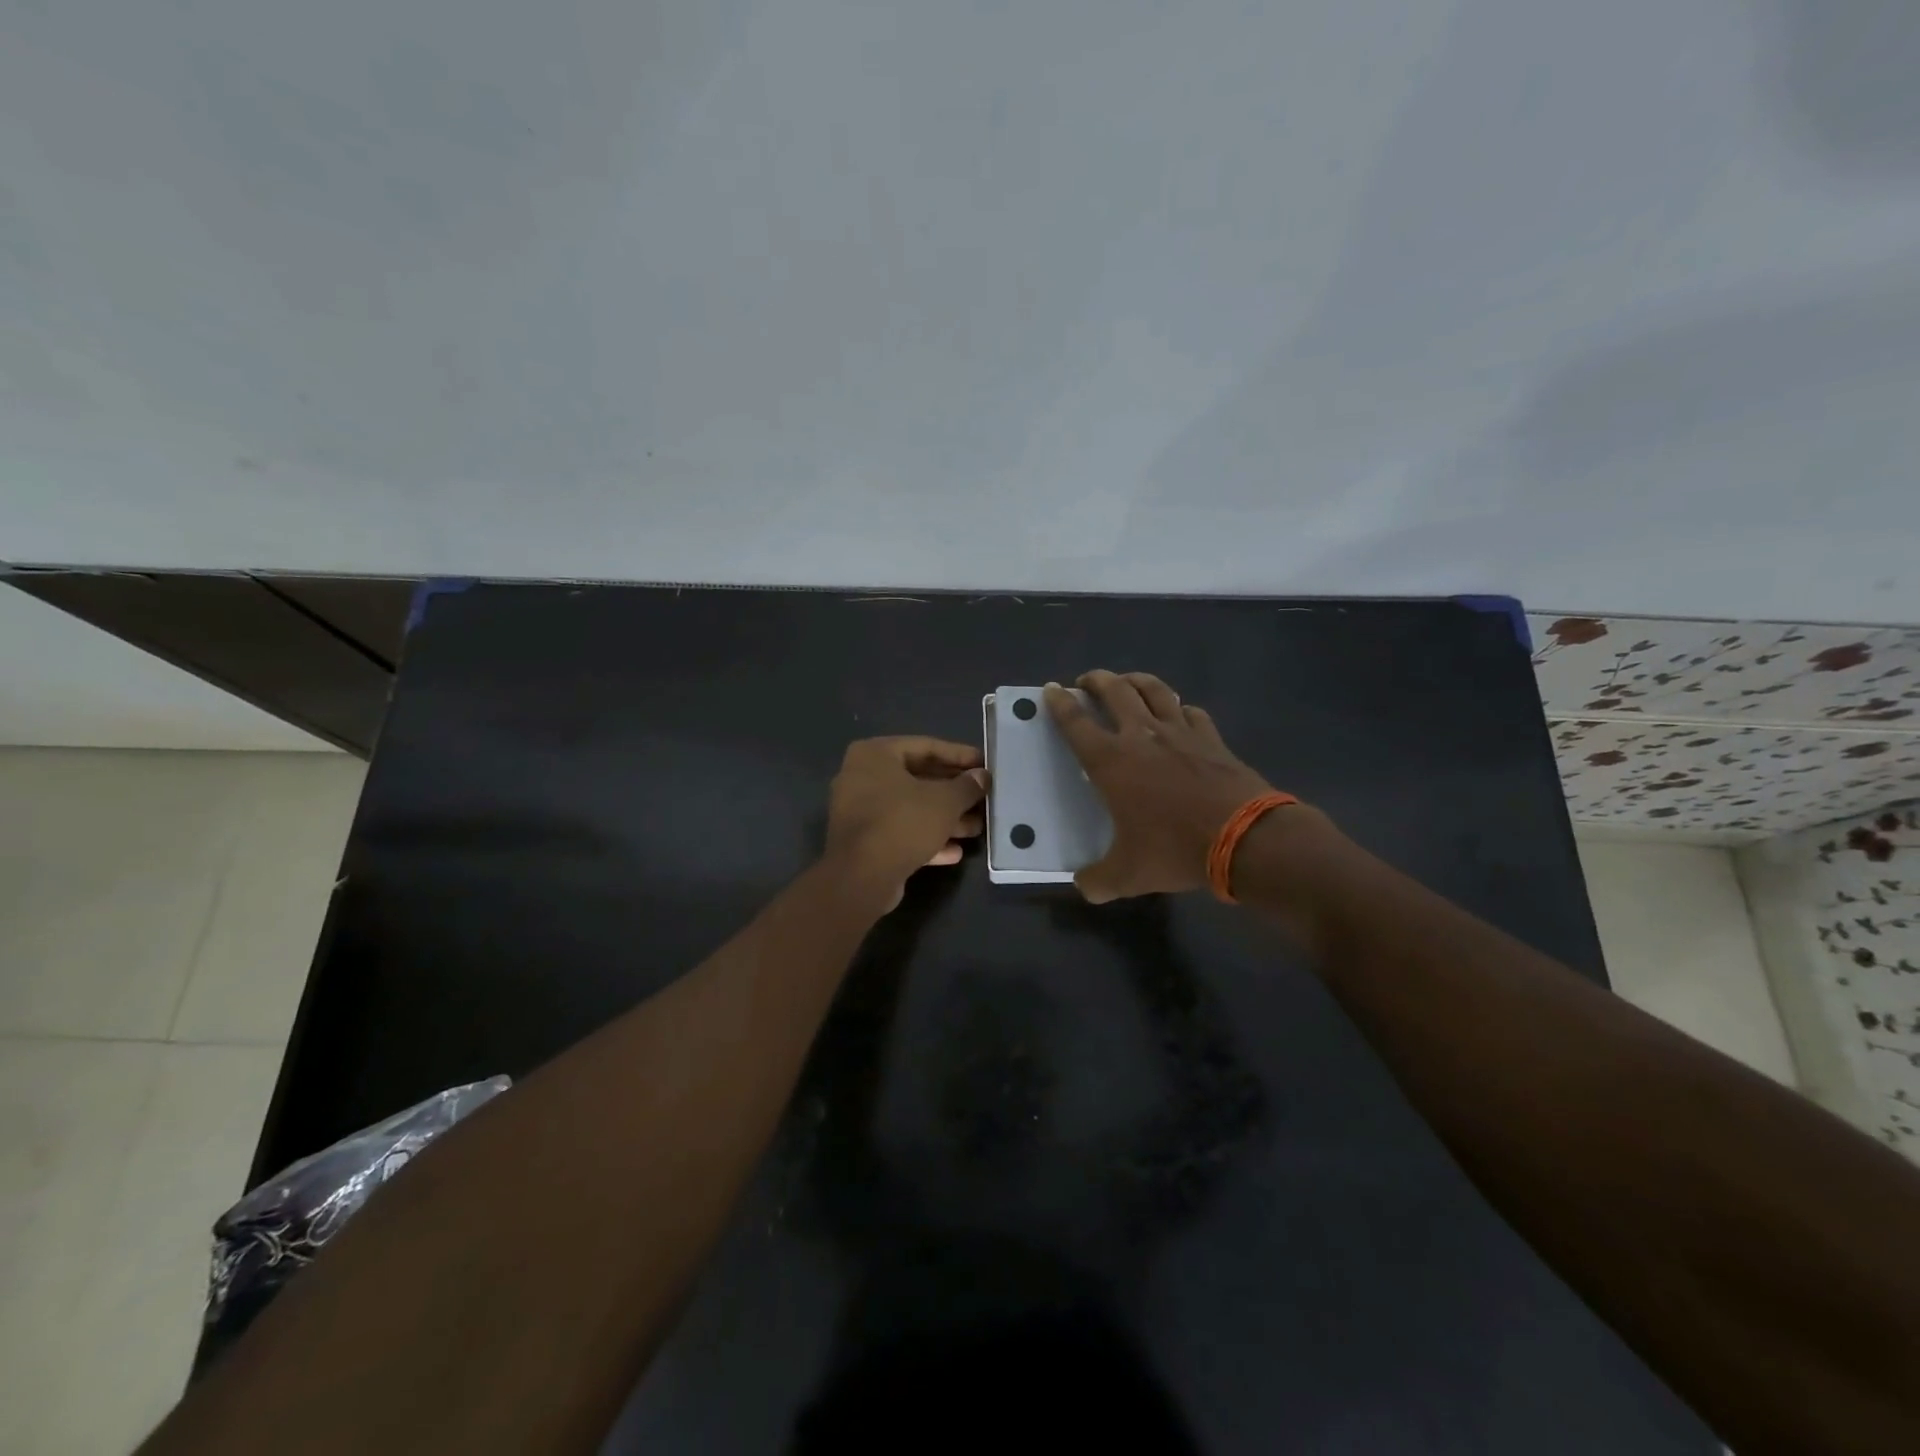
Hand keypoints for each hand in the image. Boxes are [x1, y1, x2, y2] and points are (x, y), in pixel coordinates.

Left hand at [823, 737, 987, 907]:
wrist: (861, 878)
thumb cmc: (903, 823)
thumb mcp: (945, 801)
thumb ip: (967, 786)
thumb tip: (982, 777)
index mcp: (875, 754)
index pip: (926, 747)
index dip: (960, 756)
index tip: (985, 765)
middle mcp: (862, 777)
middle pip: (918, 779)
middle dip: (954, 793)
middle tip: (984, 798)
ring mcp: (860, 811)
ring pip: (911, 809)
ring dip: (945, 819)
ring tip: (977, 828)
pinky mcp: (864, 842)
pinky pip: (900, 832)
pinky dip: (926, 839)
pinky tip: (955, 852)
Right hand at [1045, 671, 1277, 902]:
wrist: (1244, 838)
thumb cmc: (1175, 849)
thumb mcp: (1128, 875)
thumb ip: (1098, 880)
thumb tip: (1084, 887)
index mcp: (1111, 762)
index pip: (1076, 722)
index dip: (1060, 703)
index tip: (1052, 689)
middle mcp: (1141, 736)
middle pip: (1114, 690)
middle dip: (1096, 680)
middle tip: (1087, 681)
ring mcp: (1180, 732)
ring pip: (1154, 689)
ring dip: (1136, 680)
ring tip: (1127, 682)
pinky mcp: (1211, 738)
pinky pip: (1190, 712)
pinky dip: (1178, 707)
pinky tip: (1179, 714)